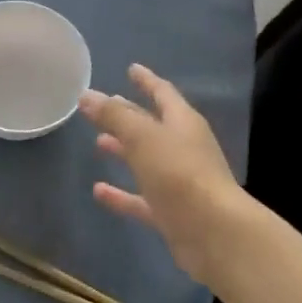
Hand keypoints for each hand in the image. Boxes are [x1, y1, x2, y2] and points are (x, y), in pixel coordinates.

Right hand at [81, 64, 245, 285]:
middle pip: (153, 126)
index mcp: (183, 123)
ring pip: (146, 160)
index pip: (163, 93)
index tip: (131, 68)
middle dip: (130, 115)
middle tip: (106, 106)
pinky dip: (121, 194)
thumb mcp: (143, 138)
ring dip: (124, 151)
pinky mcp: (171, 213)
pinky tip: (98, 191)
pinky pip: (141, 198)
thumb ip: (114, 116)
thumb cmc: (180, 174)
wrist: (214, 233)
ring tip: (98, 143)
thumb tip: (87, 95)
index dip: (146, 80)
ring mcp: (178, 182)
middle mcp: (183, 148)